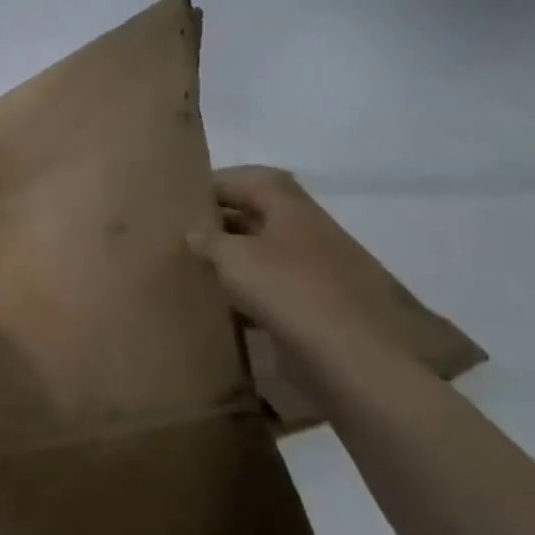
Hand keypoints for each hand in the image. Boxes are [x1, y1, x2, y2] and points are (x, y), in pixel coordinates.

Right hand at [185, 166, 413, 361]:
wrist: (352, 353)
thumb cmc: (289, 290)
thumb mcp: (235, 258)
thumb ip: (210, 240)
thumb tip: (195, 233)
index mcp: (291, 208)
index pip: (249, 180)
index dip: (216, 183)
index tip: (183, 196)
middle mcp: (306, 231)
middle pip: (258, 215)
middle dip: (221, 221)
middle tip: (182, 232)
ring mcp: (315, 269)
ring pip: (264, 253)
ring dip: (233, 258)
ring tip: (195, 267)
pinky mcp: (316, 305)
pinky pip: (274, 287)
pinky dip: (248, 292)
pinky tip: (223, 306)